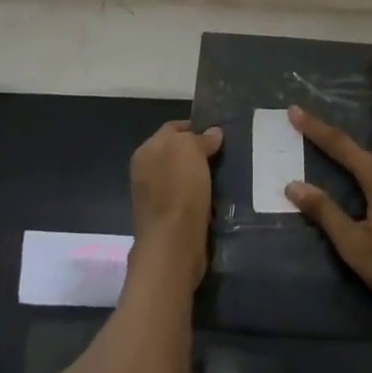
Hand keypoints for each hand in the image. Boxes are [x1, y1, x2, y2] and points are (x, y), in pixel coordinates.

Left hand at [129, 120, 222, 282]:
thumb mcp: (191, 150)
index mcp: (146, 151)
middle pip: (178, 153)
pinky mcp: (167, 219)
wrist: (173, 245)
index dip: (196, 127)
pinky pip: (187, 198)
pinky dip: (201, 196)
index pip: (173, 128)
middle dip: (200, 152)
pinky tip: (217, 198)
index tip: (219, 134)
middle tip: (225, 155)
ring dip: (202, 176)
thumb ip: (200, 138)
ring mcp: (155, 196)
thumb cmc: (180, 190)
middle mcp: (146, 171)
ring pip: (184, 176)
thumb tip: (212, 133)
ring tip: (225, 176)